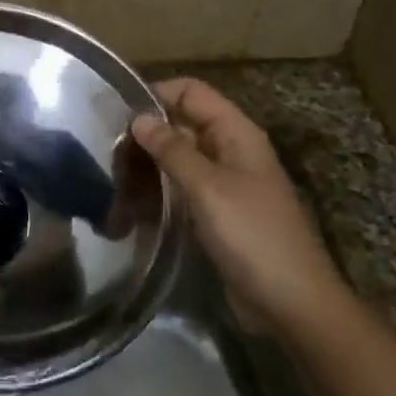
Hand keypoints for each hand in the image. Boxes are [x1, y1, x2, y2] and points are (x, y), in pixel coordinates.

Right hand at [129, 78, 350, 334]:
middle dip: (145, 134)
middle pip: (181, 125)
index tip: (115, 112)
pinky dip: (156, 194)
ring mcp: (223, 184)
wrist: (290, 303)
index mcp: (236, 133)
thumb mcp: (208, 187)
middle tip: (105, 153)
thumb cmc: (253, 236)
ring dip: (147, 167)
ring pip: (177, 160)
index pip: (191, 92)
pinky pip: (180, 191)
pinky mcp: (215, 214)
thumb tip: (138, 118)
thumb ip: (172, 150)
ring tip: (110, 181)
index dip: (156, 94)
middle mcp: (229, 151)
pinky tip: (127, 207)